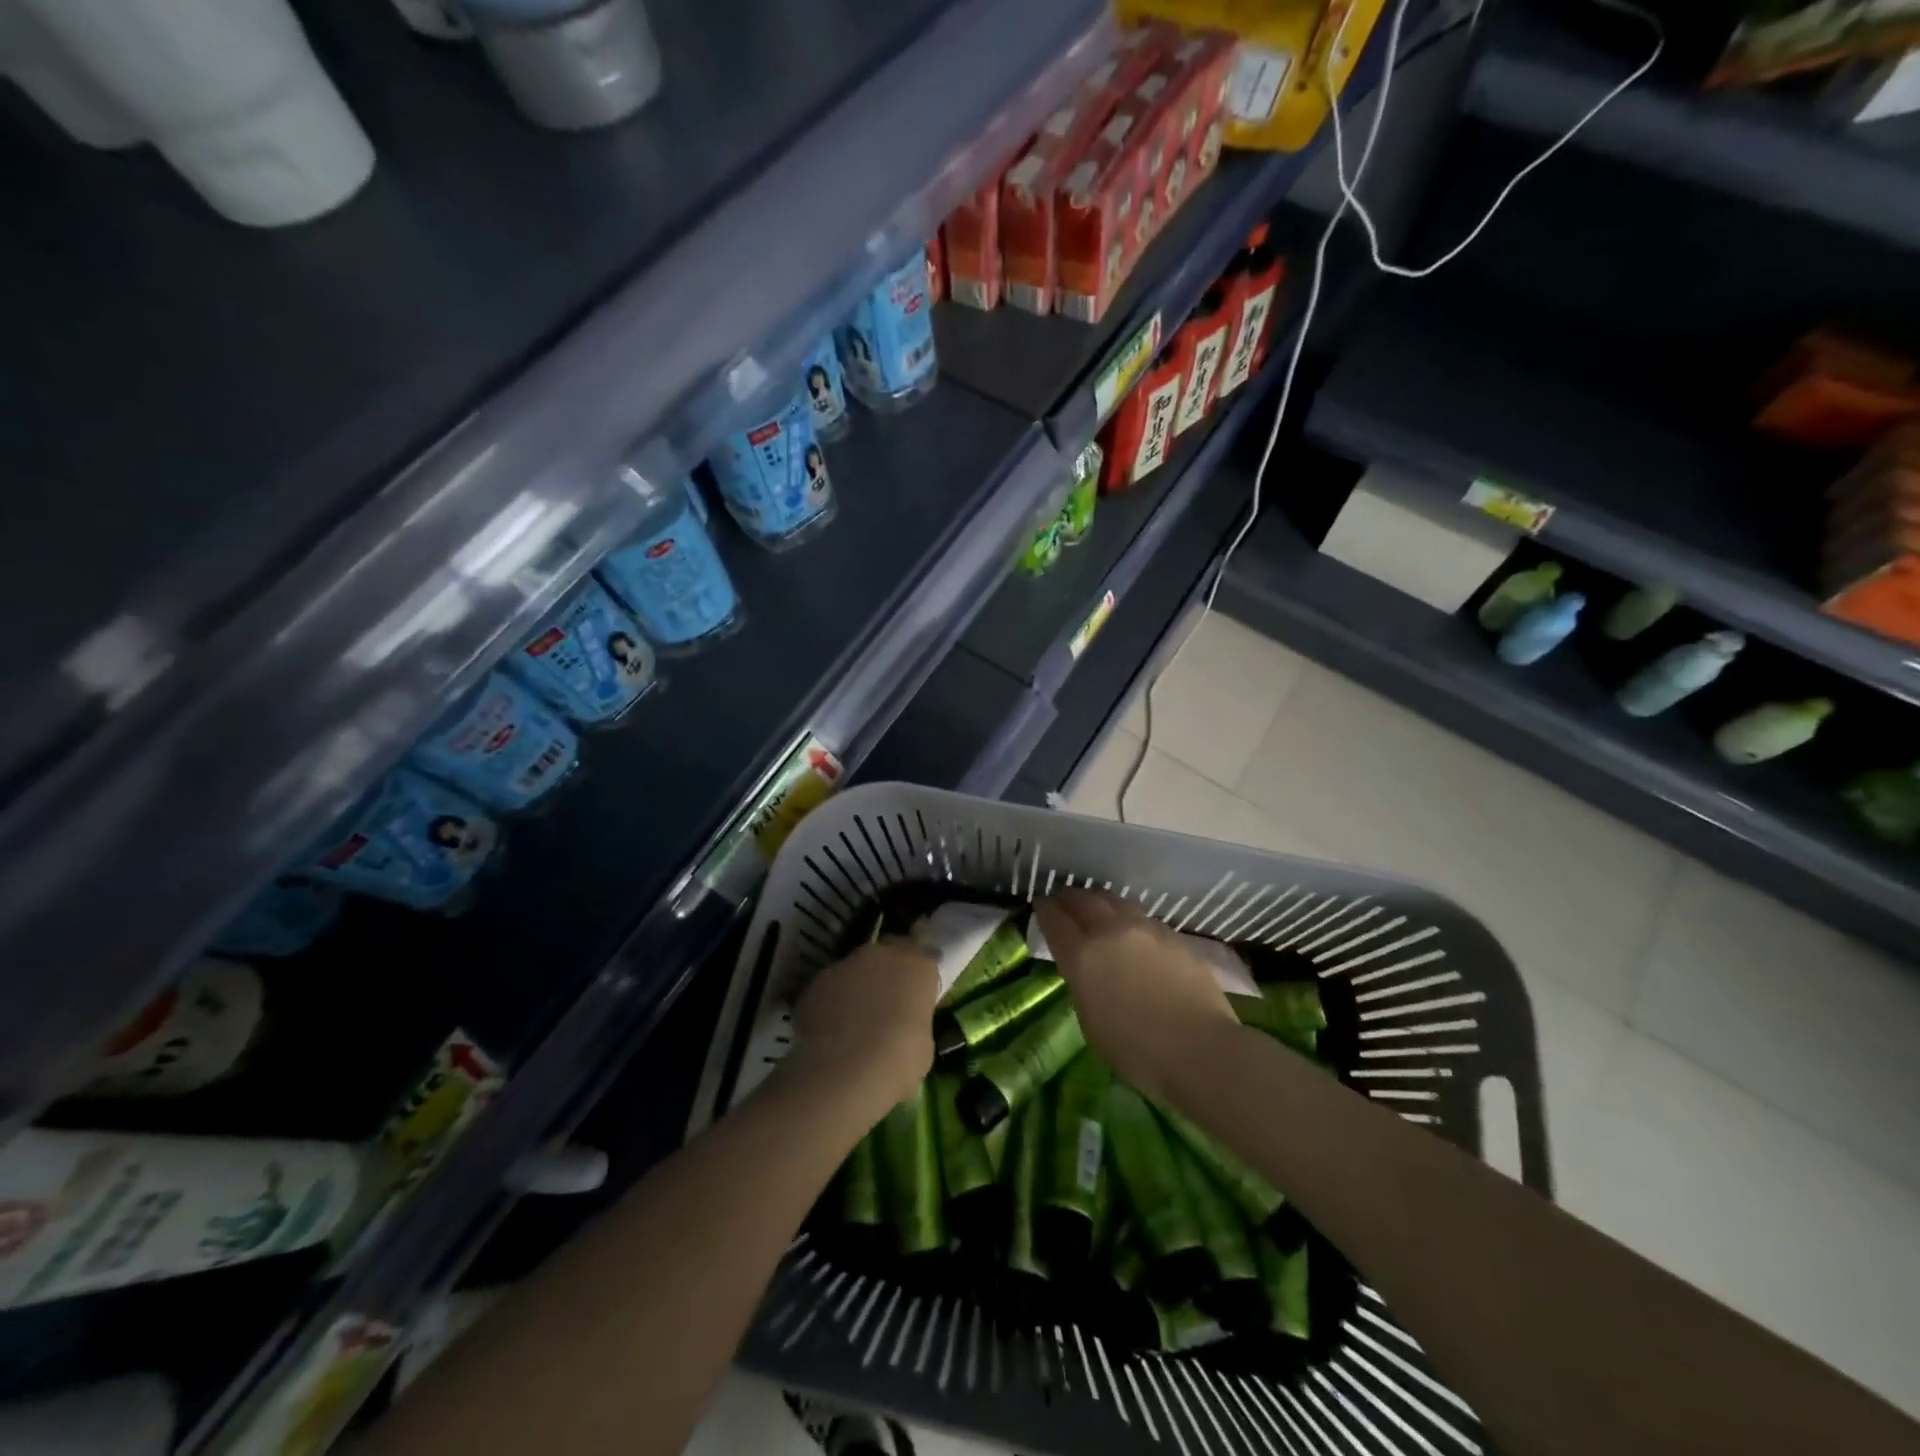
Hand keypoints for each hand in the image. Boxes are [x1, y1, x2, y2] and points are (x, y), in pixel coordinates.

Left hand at [786, 941, 937, 1114]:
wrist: (841, 1074)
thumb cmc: (896, 1062)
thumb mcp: (923, 1046)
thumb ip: (915, 1021)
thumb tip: (905, 1024)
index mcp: (917, 966)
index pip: (927, 961)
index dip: (922, 982)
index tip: (920, 1003)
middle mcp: (882, 955)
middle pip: (889, 958)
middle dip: (889, 977)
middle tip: (889, 1009)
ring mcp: (845, 964)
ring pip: (857, 971)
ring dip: (859, 988)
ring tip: (855, 1024)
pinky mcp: (816, 982)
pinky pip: (832, 989)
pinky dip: (833, 1003)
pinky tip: (831, 1033)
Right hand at [1033, 891, 1235, 1101]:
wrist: (1200, 1048)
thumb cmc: (1137, 1050)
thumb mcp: (1091, 1022)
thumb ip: (1084, 985)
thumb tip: (1087, 971)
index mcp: (1082, 956)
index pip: (1055, 919)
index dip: (1045, 909)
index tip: (1041, 904)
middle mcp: (1110, 931)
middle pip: (1084, 900)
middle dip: (1070, 897)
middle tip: (1064, 899)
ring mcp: (1145, 929)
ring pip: (1116, 901)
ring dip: (1101, 901)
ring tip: (1098, 907)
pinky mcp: (1173, 936)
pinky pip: (1143, 918)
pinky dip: (1130, 918)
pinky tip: (1134, 931)